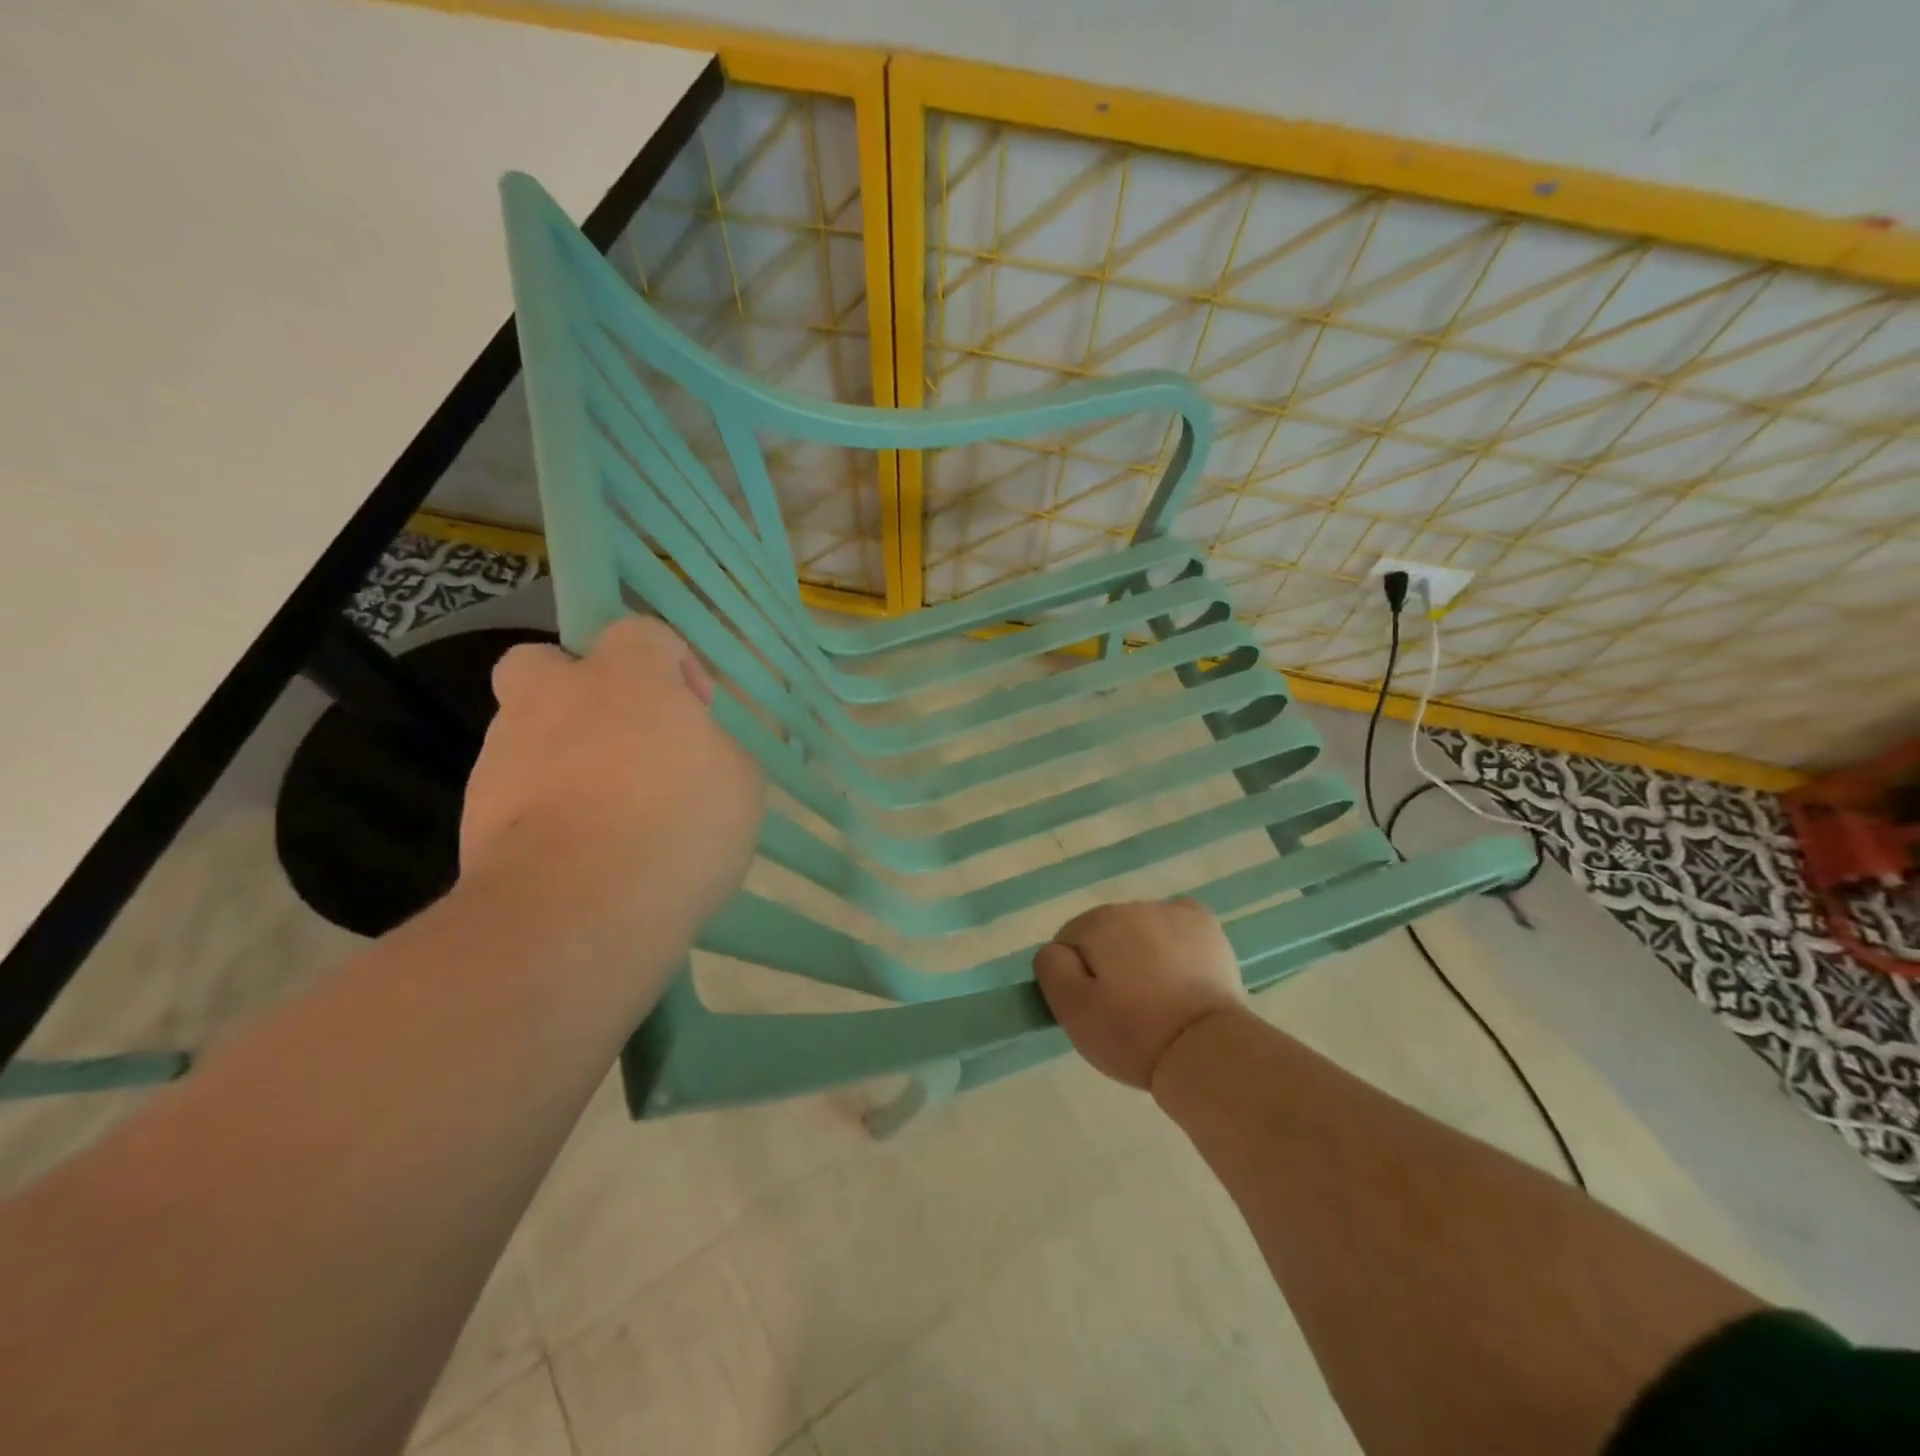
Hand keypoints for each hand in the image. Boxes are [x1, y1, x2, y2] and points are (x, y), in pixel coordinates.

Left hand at [460, 616, 764, 936]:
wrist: (577, 911)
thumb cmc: (678, 826)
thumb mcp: (741, 783)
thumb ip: (720, 749)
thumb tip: (701, 749)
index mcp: (626, 678)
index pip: (642, 634)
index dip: (674, 664)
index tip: (695, 712)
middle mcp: (553, 698)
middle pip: (546, 664)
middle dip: (578, 690)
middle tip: (621, 740)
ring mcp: (504, 755)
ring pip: (527, 732)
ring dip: (562, 756)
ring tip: (607, 817)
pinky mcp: (474, 814)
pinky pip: (516, 793)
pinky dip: (544, 810)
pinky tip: (580, 854)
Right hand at [1033, 899, 1247, 1089]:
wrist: (1206, 1049)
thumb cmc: (1133, 1034)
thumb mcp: (1071, 1010)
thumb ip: (1051, 968)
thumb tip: (1056, 950)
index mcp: (1098, 923)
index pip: (1069, 942)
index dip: (1075, 976)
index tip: (1092, 1008)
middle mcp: (1133, 907)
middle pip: (1105, 934)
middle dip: (1107, 963)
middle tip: (1122, 1008)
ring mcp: (1173, 913)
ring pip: (1139, 930)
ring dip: (1139, 953)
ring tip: (1155, 997)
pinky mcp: (1205, 926)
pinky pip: (1175, 923)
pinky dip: (1172, 940)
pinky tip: (1178, 967)